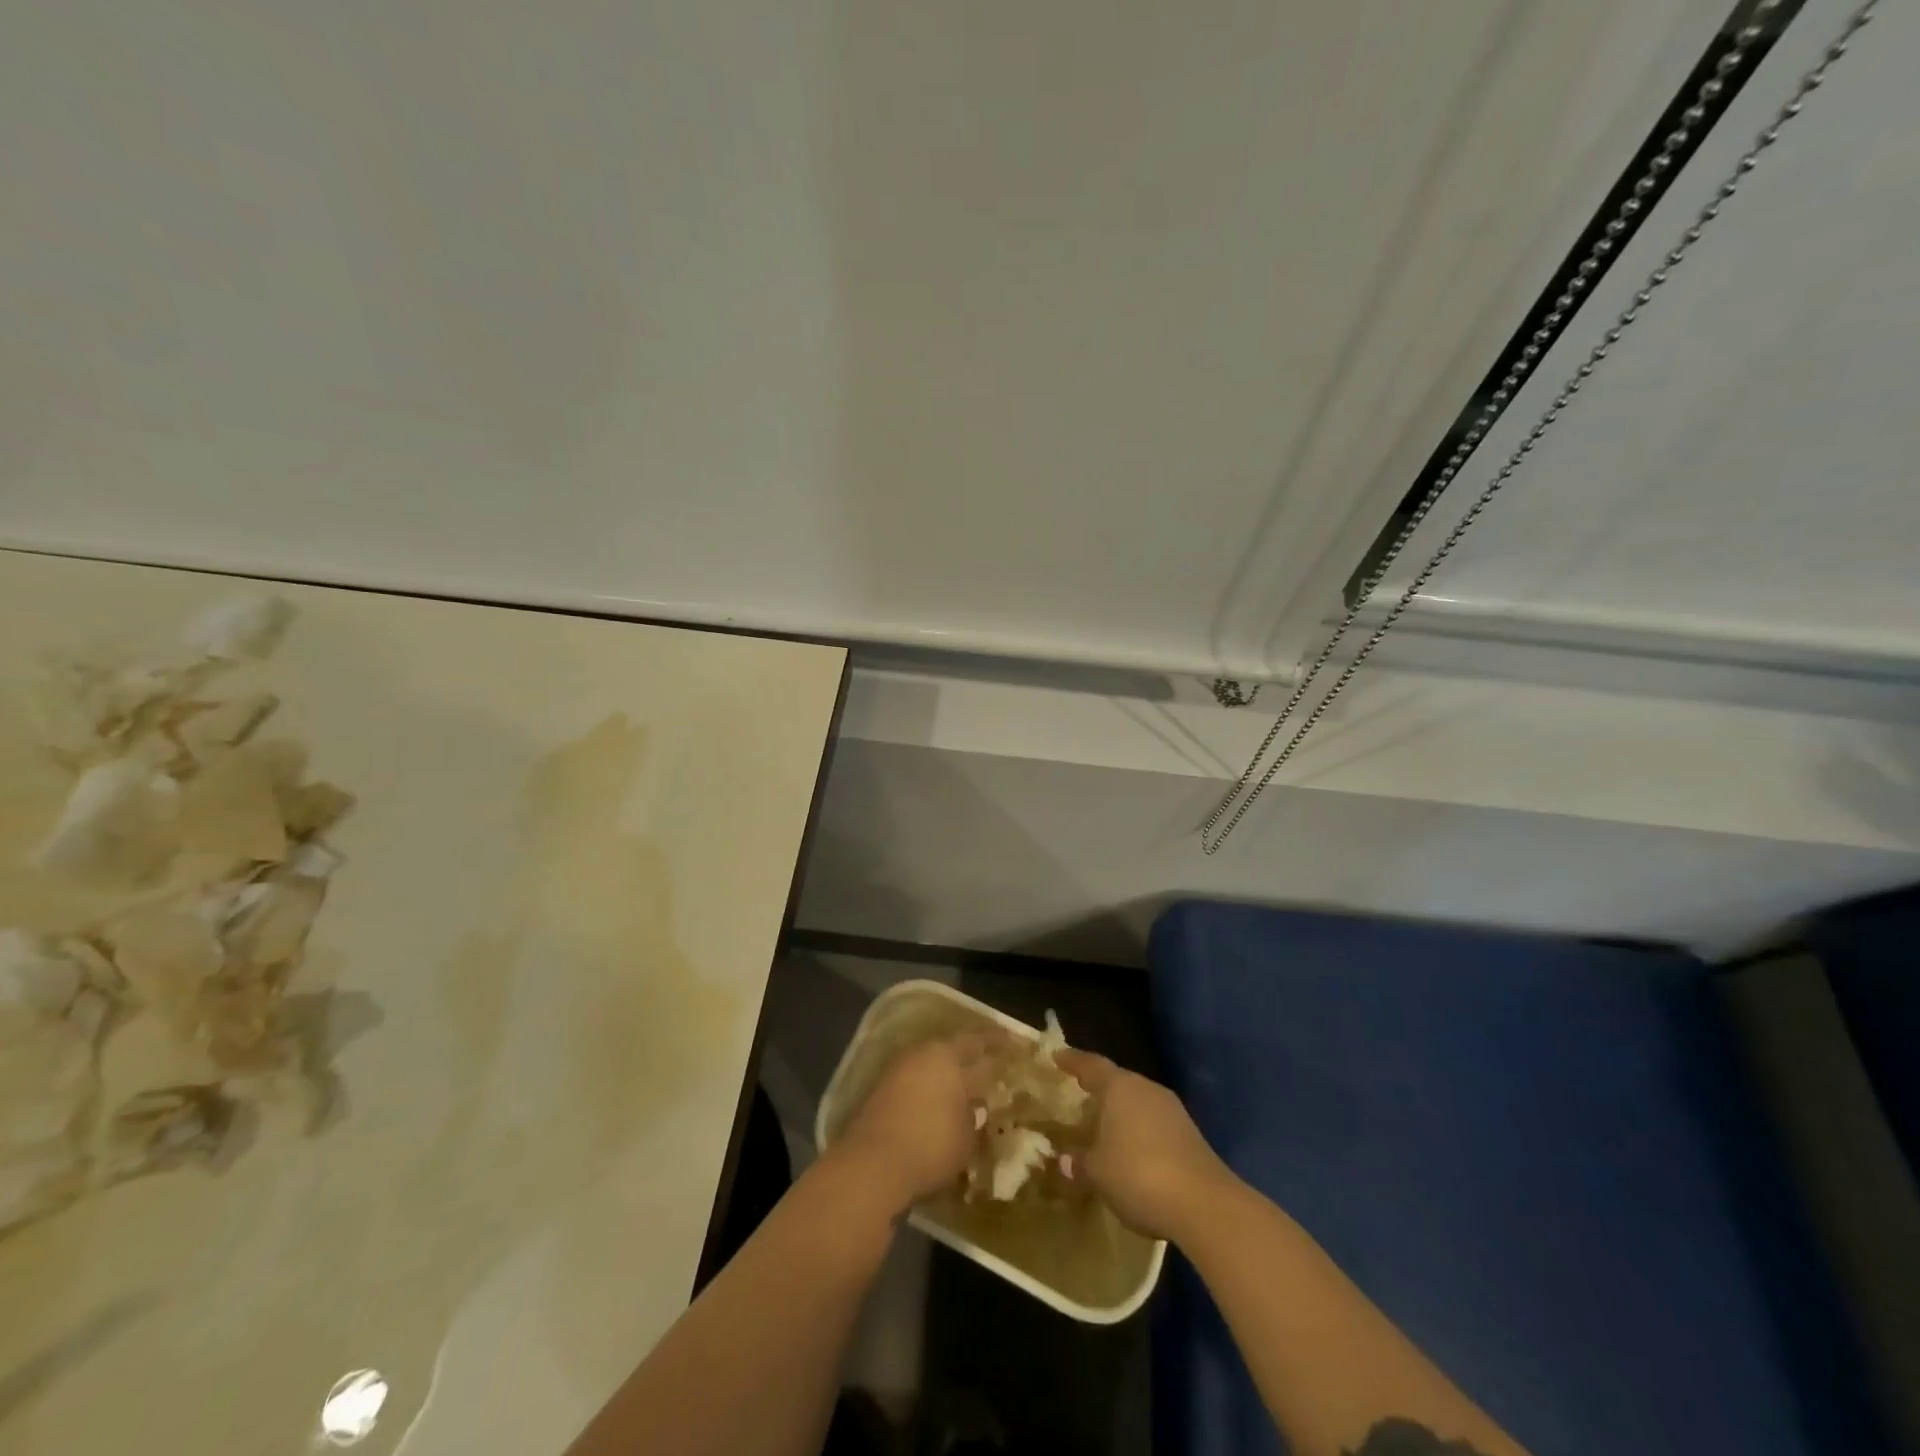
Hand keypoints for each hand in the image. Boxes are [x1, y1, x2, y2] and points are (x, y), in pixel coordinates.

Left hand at [831, 1032, 999, 1216]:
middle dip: (971, 1060)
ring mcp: (896, 1074)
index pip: (977, 1041)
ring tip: (967, 1093)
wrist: (872, 1166)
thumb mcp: (967, 1137)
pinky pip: (915, 1087)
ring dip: (948, 1079)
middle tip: (991, 1067)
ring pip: (931, 1070)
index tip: (1013, 1041)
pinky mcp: (880, 1096)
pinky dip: (930, 1095)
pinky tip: (939, 1111)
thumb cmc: (930, 1144)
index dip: (997, 1041)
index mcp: (945, 1056)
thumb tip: (975, 1109)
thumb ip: (974, 1118)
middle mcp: (920, 1057)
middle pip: (951, 1053)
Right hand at [1055, 1051, 1235, 1242]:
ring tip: (1103, 1129)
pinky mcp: (1191, 1136)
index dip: (1073, 1061)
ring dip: (1121, 1115)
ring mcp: (1173, 1111)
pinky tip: (1132, 1155)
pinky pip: (1155, 1126)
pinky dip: (1140, 1135)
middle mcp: (1147, 1089)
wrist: (1204, 1203)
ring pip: (1138, 1104)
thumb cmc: (1138, 1174)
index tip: (1057, 1056)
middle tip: (1079, 1096)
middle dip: (1099, 1090)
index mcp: (1120, 1086)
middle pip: (1118, 1083)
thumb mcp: (1097, 1172)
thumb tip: (1063, 1160)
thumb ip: (1079, 1162)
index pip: (1091, 1065)